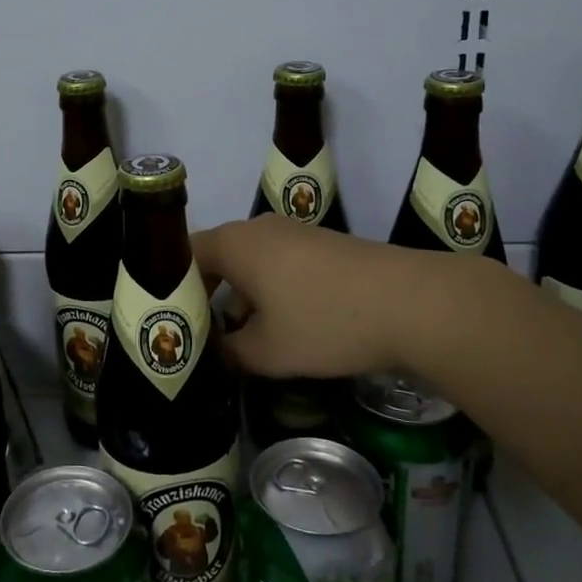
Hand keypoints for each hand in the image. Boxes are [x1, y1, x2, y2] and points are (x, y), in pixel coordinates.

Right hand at [192, 215, 416, 378]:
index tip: (168, 323)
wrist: (413, 303)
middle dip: (207, 297)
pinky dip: (270, 292)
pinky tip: (283, 327)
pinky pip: (279, 265)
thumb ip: (230, 353)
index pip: (184, 256)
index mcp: (235, 243)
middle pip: (217, 258)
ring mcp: (295, 233)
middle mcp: (259, 228)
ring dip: (241, 297)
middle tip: (199, 335)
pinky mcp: (324, 246)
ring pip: (250, 263)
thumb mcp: (267, 352)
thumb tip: (217, 353)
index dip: (171, 288)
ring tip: (240, 340)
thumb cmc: (325, 322)